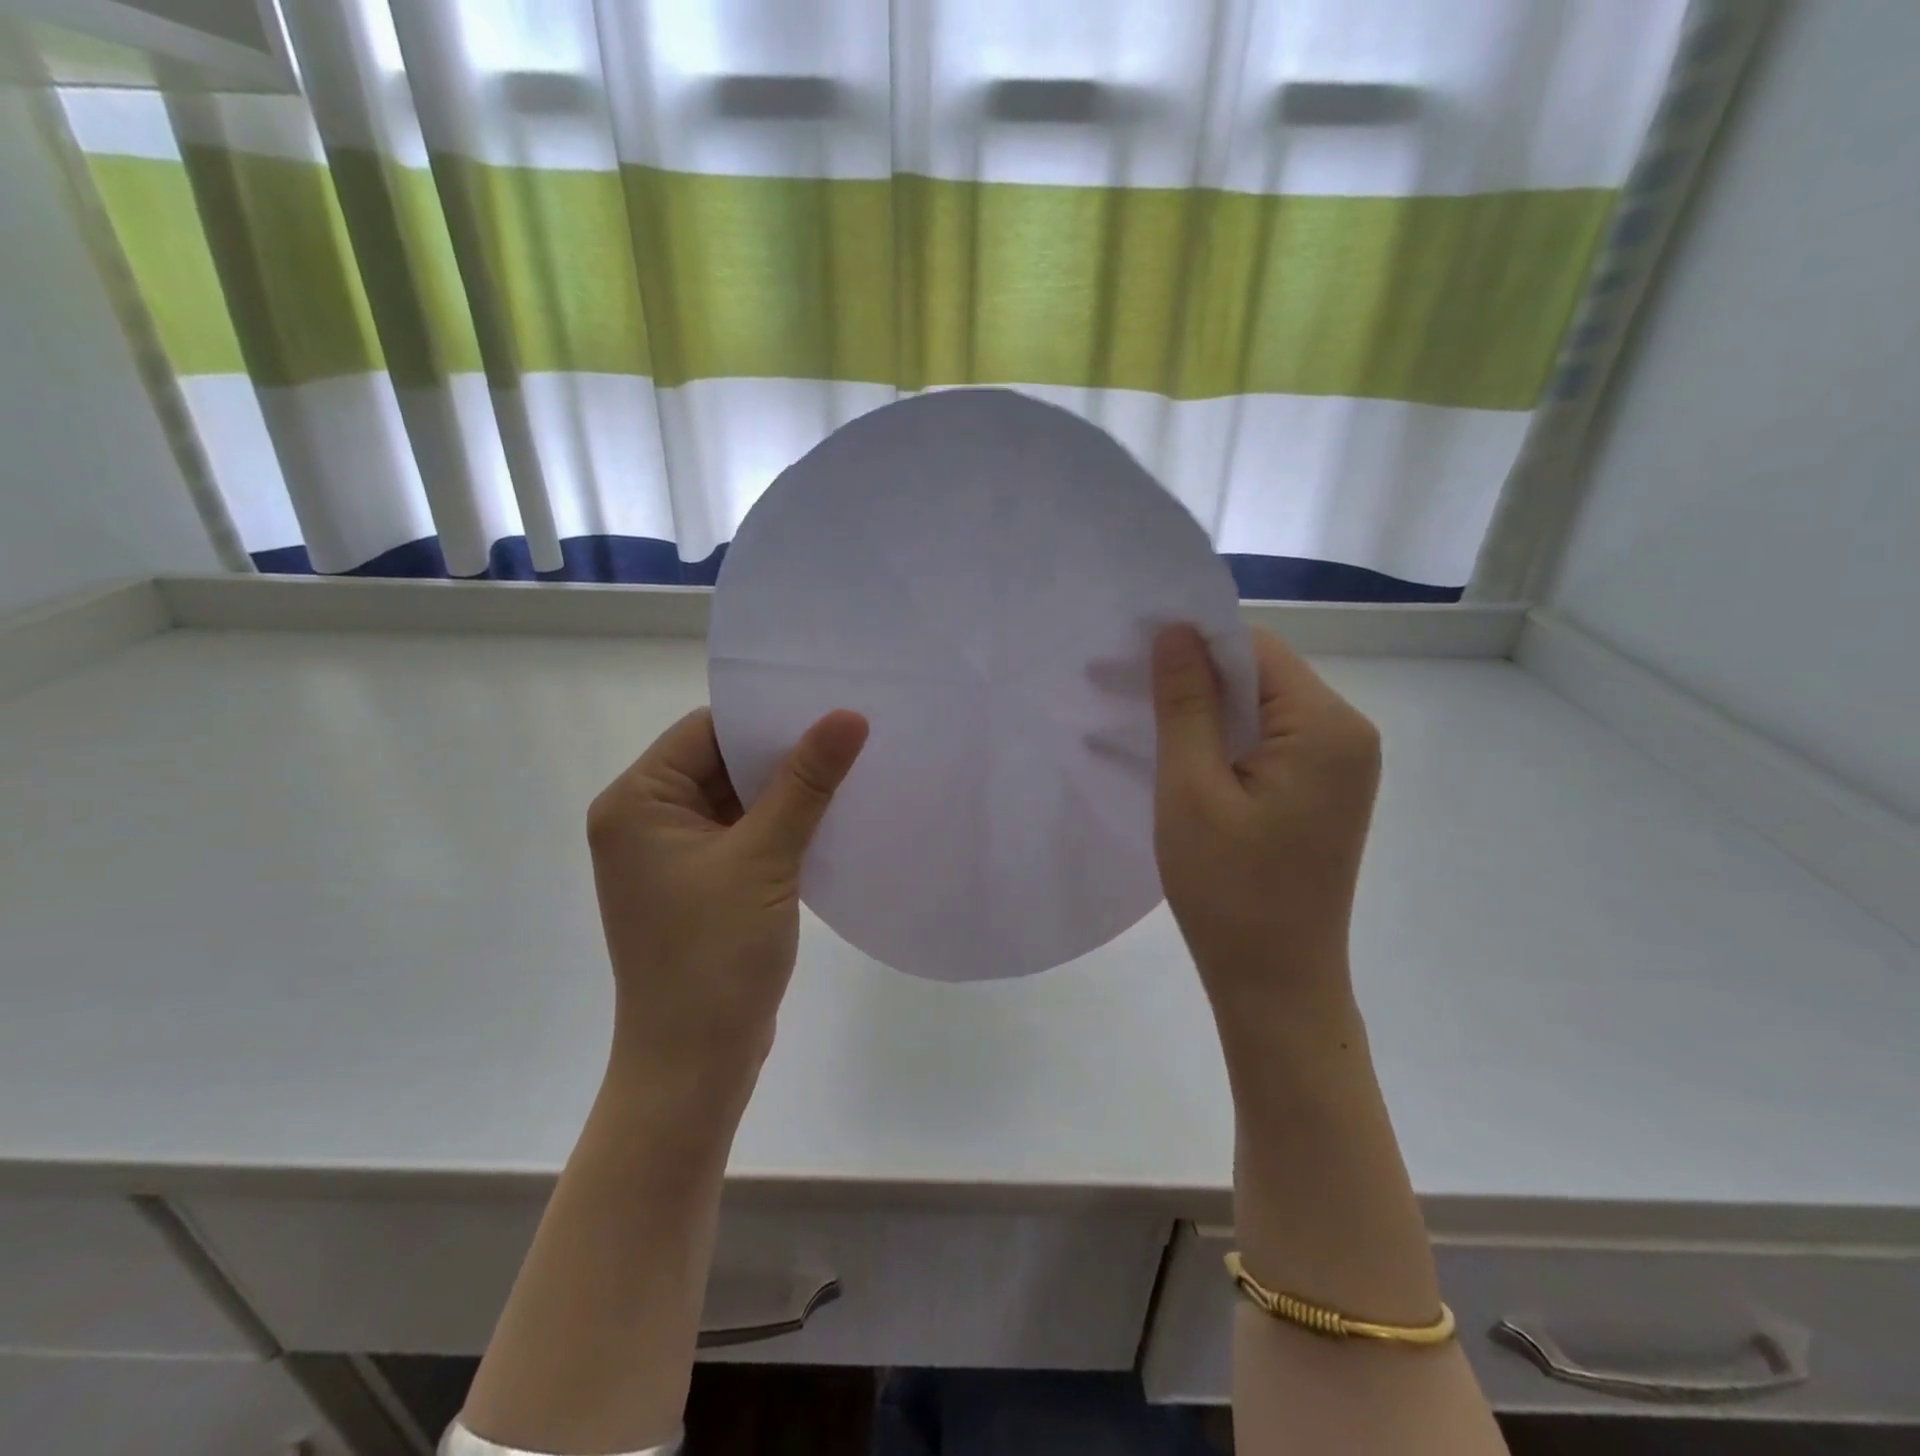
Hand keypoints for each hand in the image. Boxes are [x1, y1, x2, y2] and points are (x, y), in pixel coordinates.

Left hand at [585, 706, 868, 1113]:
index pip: (705, 731)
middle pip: (720, 763)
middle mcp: (644, 821)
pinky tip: (829, 818)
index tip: (827, 709)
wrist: (693, 1066)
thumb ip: (806, 782)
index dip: (766, 719)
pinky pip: (742, 834)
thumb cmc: (715, 956)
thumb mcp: (765, 858)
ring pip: (736, 800)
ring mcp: (670, 856)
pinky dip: (780, 826)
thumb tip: (848, 715)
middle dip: (781, 755)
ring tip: (850, 770)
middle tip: (850, 736)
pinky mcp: (698, 884)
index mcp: (636, 802)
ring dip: (785, 792)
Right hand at [1150, 624, 1381, 1037]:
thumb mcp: (1191, 790)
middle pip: (1261, 676)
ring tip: (1141, 720)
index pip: (1254, 649)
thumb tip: (1174, 630)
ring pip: (1261, 709)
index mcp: (1326, 727)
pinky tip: (1180, 754)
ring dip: (1204, 711)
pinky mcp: (1323, 791)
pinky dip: (1224, 741)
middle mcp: (1347, 734)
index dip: (1190, 644)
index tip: (1129, 654)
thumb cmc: (1229, 892)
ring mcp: (1340, 765)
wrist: (1276, 985)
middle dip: (1193, 677)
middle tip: (1121, 686)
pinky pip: (1269, 743)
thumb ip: (1185, 703)